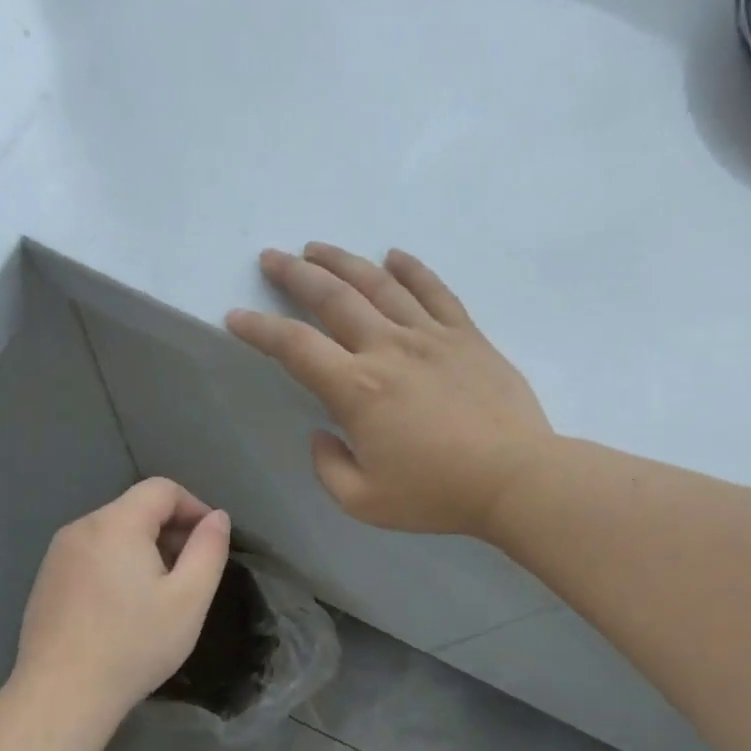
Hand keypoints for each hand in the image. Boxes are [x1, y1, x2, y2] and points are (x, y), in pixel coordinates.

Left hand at [13, 479, 230, 721]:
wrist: (61, 695)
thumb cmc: (133, 645)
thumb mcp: (189, 599)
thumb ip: (209, 550)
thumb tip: (217, 517)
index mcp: (116, 523)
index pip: (162, 489)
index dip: (195, 507)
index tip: (212, 542)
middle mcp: (81, 528)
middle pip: (135, 509)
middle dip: (171, 531)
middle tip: (191, 574)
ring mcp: (57, 555)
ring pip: (113, 533)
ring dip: (144, 550)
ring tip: (160, 593)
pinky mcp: (46, 581)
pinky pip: (91, 556)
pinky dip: (116, 566)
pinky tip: (124, 608)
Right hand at [227, 244, 553, 536]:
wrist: (514, 479)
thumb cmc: (435, 495)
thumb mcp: (362, 501)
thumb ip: (328, 466)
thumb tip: (322, 433)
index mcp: (357, 390)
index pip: (295, 347)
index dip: (259, 329)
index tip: (236, 317)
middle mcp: (388, 349)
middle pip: (333, 298)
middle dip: (295, 274)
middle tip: (272, 257)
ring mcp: (431, 336)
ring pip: (379, 284)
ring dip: (343, 262)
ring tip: (317, 248)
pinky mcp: (467, 336)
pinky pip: (435, 290)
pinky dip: (411, 269)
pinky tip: (394, 256)